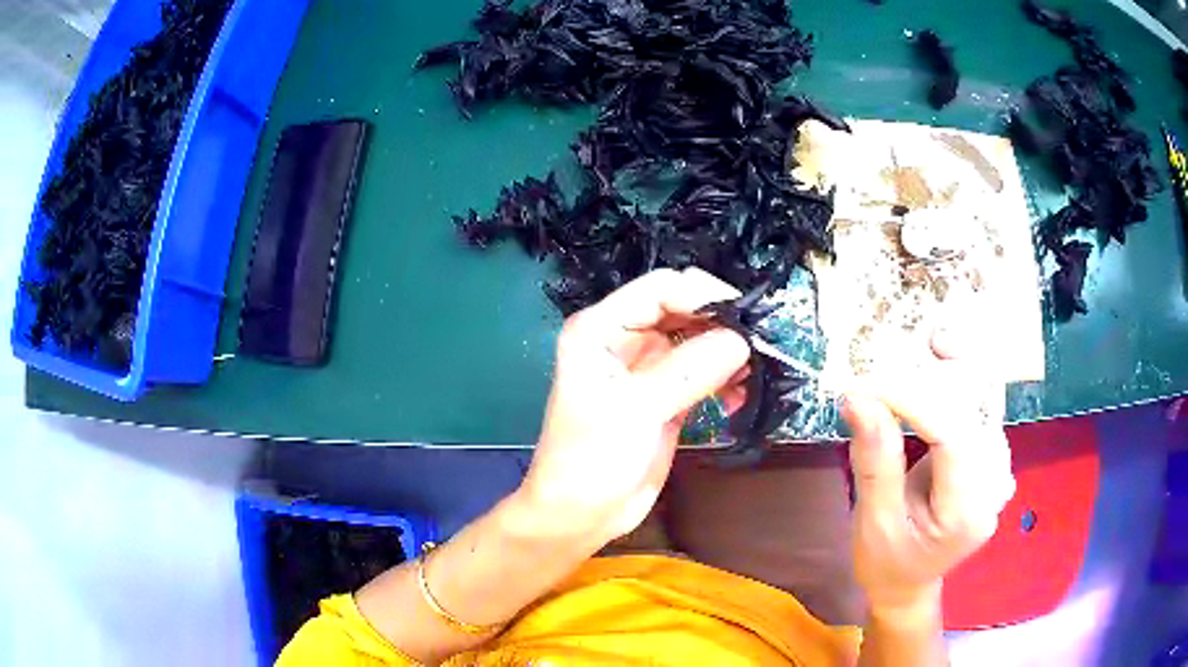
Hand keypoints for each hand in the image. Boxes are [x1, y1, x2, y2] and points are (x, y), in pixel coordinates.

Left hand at [519, 268, 750, 547]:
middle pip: (683, 310)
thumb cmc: (590, 461)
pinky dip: (726, 378)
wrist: (581, 516)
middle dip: (722, 322)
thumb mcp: (635, 410)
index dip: (702, 294)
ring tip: (753, 372)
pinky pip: (705, 372)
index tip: (743, 315)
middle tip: (759, 343)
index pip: (659, 289)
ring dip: (729, 351)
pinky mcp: (668, 395)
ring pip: (699, 340)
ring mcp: (649, 368)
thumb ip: (687, 371)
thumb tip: (741, 341)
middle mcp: (625, 340)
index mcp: (600, 329)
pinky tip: (739, 397)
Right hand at [841, 324, 1015, 614]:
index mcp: (968, 512)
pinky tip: (940, 353)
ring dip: (948, 365)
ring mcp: (998, 464)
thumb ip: (875, 462)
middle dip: (927, 377)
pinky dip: (959, 373)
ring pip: (983, 392)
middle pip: (972, 406)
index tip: (865, 383)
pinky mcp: (991, 451)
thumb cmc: (887, 562)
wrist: (909, 582)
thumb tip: (857, 397)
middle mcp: (995, 482)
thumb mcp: (873, 523)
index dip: (912, 398)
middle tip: (881, 363)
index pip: (952, 435)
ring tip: (916, 346)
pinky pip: (982, 398)